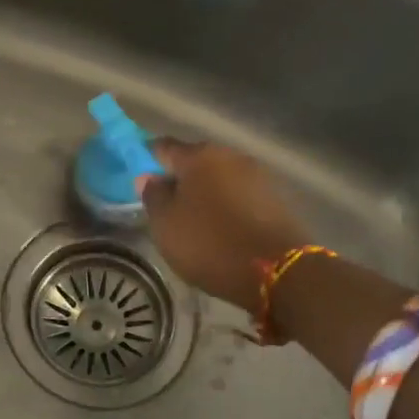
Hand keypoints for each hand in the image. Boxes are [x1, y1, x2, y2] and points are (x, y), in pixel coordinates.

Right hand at [140, 141, 310, 317]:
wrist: (278, 270)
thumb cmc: (211, 243)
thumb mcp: (167, 225)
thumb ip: (154, 196)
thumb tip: (149, 177)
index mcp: (199, 155)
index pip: (163, 147)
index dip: (148, 161)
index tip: (140, 181)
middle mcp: (229, 155)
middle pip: (195, 161)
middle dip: (180, 179)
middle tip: (167, 207)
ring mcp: (257, 175)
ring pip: (220, 178)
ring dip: (207, 194)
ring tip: (196, 222)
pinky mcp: (276, 198)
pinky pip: (241, 196)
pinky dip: (228, 207)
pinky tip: (223, 229)